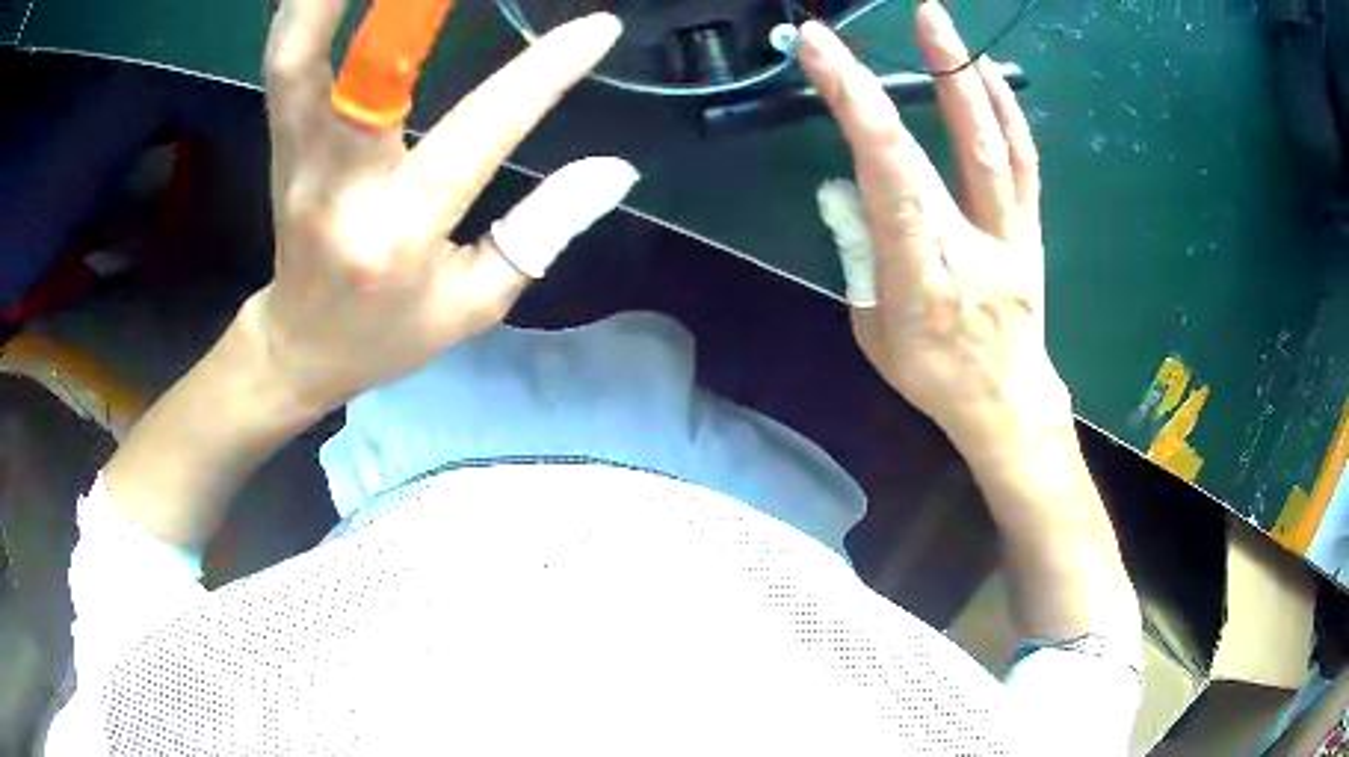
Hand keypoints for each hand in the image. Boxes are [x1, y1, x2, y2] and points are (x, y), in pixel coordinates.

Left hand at [245, 2, 634, 415]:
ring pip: (295, 55)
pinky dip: (304, 9)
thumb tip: (615, 169)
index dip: (543, 74)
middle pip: (359, 74)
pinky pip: (285, 59)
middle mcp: (340, 185)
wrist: (300, 344)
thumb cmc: (389, 332)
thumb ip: (543, 232)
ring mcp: (297, 155)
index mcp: (400, 231)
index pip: (481, 132)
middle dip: (405, 9)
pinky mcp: (279, 138)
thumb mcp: (476, 302)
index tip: (599, 27)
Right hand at [802, 4, 1071, 460]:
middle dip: (890, 80)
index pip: (884, 179)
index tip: (822, 53)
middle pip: (930, 153)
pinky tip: (986, 70)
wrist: (1007, 400)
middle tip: (876, 23)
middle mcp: (968, 247)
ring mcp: (1008, 234)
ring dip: (963, 77)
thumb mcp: (874, 331)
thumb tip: (850, 189)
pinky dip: (1007, 111)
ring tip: (937, 22)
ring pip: (991, 147)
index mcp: (919, 278)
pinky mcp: (1030, 229)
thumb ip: (861, 254)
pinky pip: (1022, 163)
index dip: (854, 109)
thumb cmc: (933, 374)